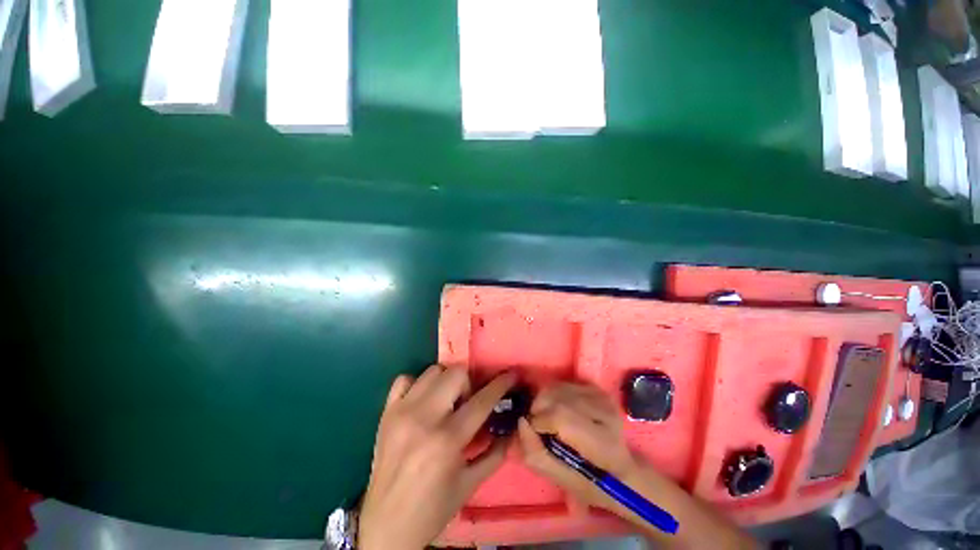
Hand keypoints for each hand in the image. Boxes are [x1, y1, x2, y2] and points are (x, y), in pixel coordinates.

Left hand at [358, 366, 515, 549]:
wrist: (386, 526)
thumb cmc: (433, 508)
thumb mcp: (470, 485)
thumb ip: (495, 454)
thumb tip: (512, 430)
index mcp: (447, 440)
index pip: (481, 401)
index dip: (500, 384)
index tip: (511, 374)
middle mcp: (424, 418)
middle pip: (455, 373)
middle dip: (468, 383)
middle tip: (466, 403)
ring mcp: (401, 412)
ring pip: (432, 371)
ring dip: (445, 382)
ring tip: (444, 403)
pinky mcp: (386, 413)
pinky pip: (404, 379)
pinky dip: (417, 385)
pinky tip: (421, 402)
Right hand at [517, 382, 639, 511]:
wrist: (622, 470)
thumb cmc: (592, 482)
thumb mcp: (562, 480)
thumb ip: (537, 454)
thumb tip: (521, 421)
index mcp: (603, 443)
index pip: (561, 417)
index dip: (539, 422)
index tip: (533, 432)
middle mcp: (605, 413)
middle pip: (556, 398)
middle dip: (538, 409)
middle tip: (538, 425)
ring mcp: (601, 397)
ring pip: (557, 387)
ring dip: (543, 400)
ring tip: (546, 417)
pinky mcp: (596, 388)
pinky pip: (562, 383)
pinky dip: (552, 394)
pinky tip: (556, 408)